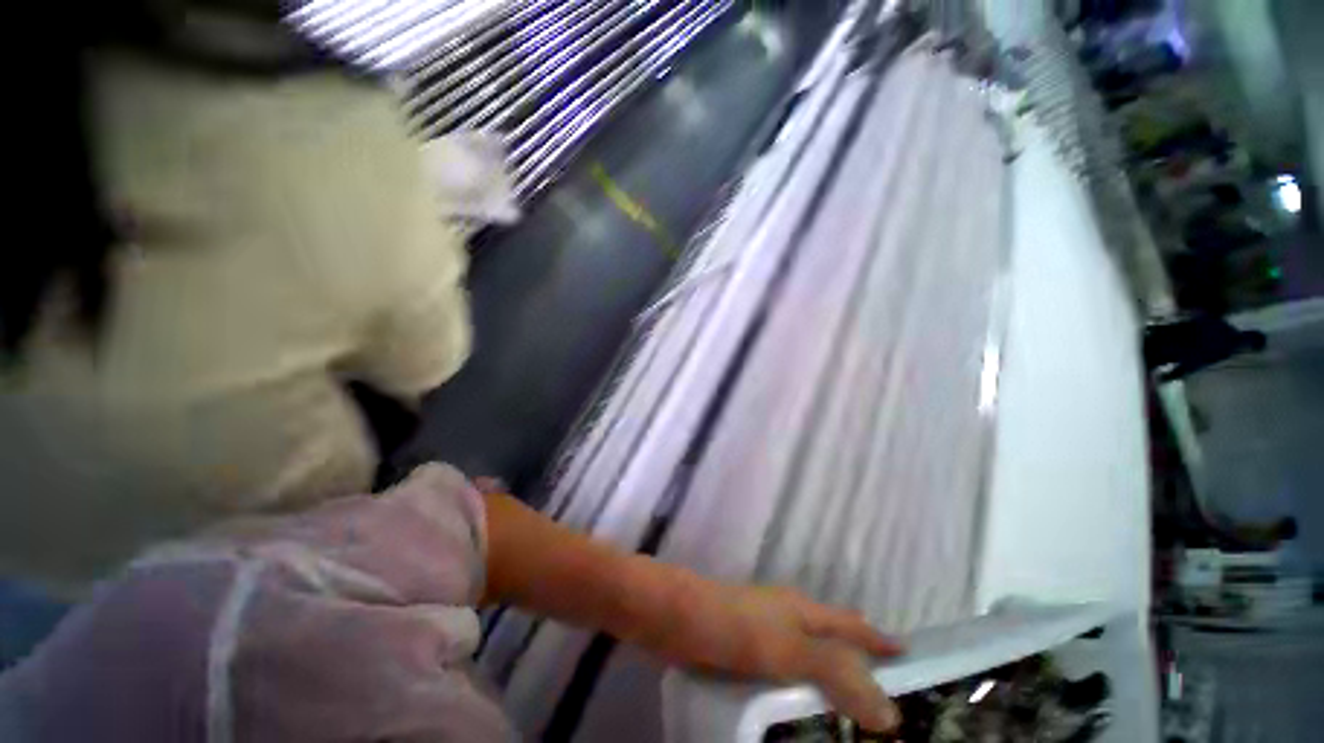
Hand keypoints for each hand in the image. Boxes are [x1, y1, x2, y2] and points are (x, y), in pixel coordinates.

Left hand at [641, 579, 903, 731]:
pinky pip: (782, 668)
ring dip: (827, 676)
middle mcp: (787, 616)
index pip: (852, 625)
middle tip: (882, 693)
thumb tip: (892, 713)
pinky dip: (798, 686)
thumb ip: (837, 676)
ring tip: (846, 710)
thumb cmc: (735, 626)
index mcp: (803, 610)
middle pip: (832, 636)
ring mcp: (764, 630)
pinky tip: (797, 709)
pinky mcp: (744, 647)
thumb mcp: (790, 650)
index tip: (908, 654)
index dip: (879, 639)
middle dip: (858, 659)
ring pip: (806, 653)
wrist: (677, 617)